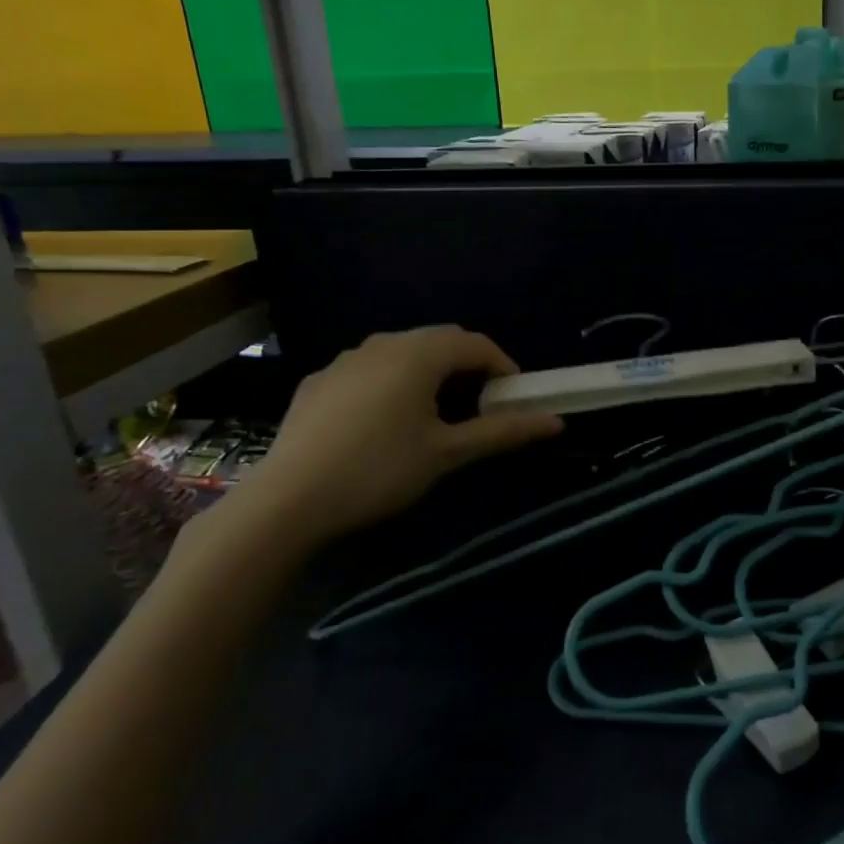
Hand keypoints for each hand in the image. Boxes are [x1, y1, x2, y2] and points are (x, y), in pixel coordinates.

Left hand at [226, 326, 561, 551]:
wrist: (286, 501)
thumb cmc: (378, 471)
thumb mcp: (447, 453)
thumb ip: (503, 431)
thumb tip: (557, 422)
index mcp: (418, 354)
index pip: (476, 344)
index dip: (503, 367)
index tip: (514, 400)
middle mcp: (382, 344)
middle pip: (440, 342)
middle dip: (469, 368)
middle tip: (480, 408)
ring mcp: (345, 360)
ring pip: (403, 352)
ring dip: (430, 373)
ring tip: (435, 414)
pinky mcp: (319, 381)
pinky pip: (370, 368)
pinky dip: (393, 382)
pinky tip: (385, 422)